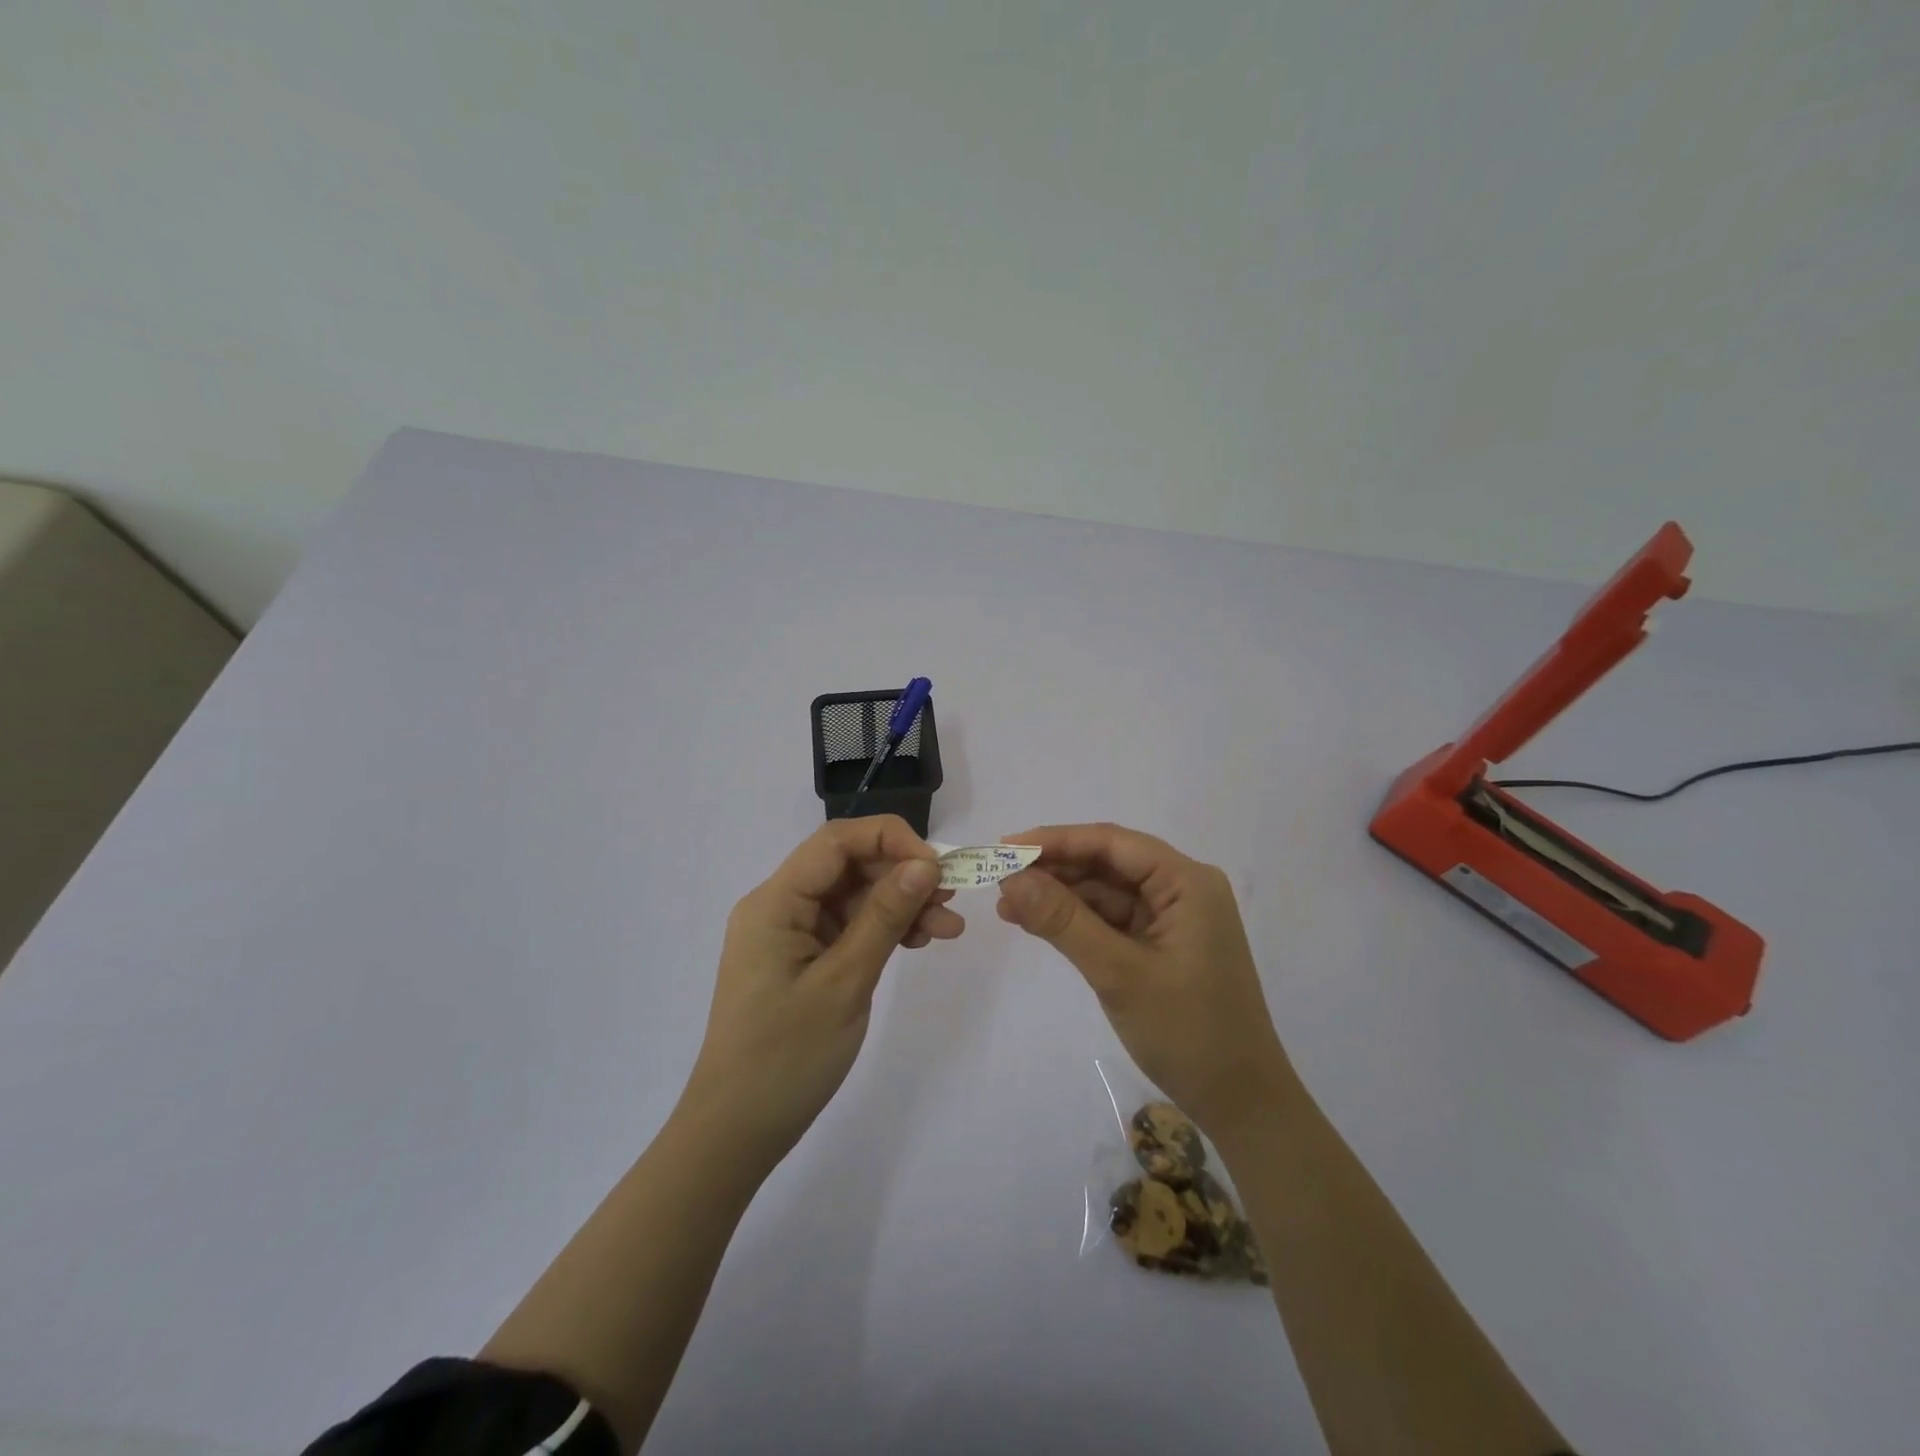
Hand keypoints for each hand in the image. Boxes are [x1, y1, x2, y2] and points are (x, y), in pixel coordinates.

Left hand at [681, 816, 964, 1170]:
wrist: (736, 1132)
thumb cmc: (786, 1057)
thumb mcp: (845, 982)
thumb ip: (884, 917)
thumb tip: (925, 865)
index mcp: (775, 902)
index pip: (836, 841)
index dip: (890, 840)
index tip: (936, 867)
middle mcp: (779, 906)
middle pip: (847, 867)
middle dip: (902, 875)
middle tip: (951, 901)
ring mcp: (790, 934)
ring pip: (853, 898)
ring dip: (900, 905)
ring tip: (948, 930)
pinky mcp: (802, 959)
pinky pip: (848, 928)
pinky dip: (884, 931)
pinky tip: (919, 942)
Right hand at [996, 822, 1292, 1138]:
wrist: (1241, 1103)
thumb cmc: (1188, 1033)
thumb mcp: (1118, 973)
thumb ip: (1064, 921)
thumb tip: (1011, 878)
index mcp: (1187, 882)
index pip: (1112, 843)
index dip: (1056, 840)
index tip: (1006, 846)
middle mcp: (1182, 889)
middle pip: (1108, 863)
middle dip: (1054, 869)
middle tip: (999, 878)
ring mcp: (1172, 917)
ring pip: (1105, 891)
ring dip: (1059, 896)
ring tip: (1007, 905)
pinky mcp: (1161, 944)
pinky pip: (1111, 919)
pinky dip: (1075, 921)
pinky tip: (1036, 923)